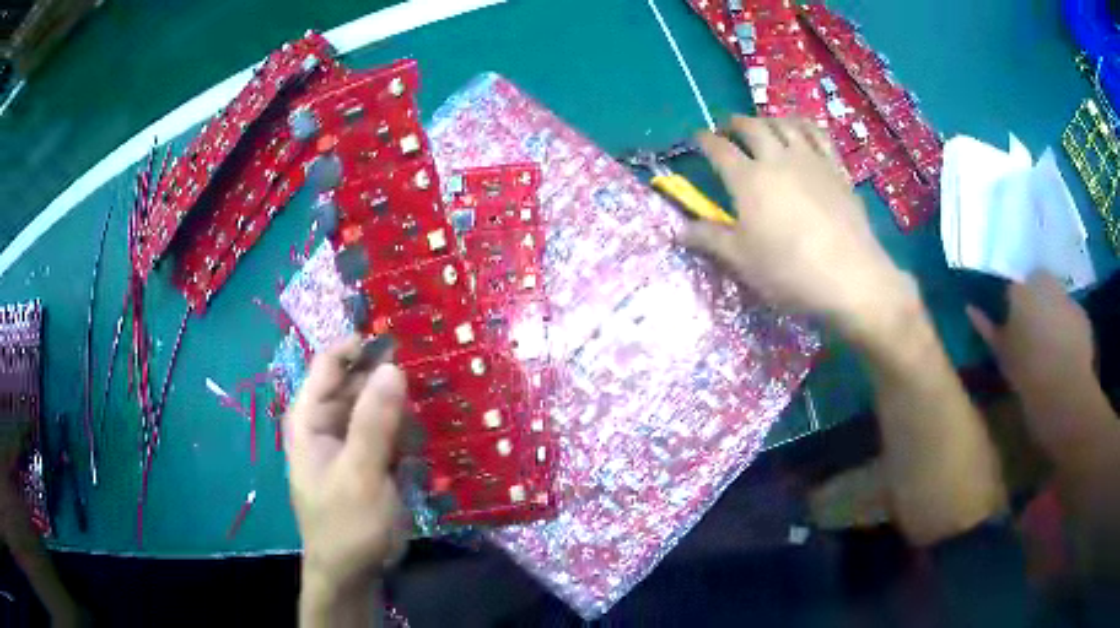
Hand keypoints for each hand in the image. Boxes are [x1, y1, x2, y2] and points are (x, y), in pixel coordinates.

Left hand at [286, 336, 409, 597]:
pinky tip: (432, 431)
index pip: (331, 362)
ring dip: (406, 403)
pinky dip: (410, 429)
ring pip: (380, 407)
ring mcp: (353, 442)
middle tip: (434, 367)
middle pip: (359, 382)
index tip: (405, 337)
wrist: (354, 574)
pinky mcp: (373, 461)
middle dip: (392, 375)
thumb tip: (394, 367)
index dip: (362, 345)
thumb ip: (374, 422)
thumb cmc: (346, 524)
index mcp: (310, 417)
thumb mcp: (359, 474)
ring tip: (440, 399)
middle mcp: (329, 422)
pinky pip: (393, 432)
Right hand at [681, 116, 915, 341]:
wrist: (850, 277)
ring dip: (768, 119)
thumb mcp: (743, 260)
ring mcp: (811, 160)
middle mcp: (777, 159)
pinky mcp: (837, 169)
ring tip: (763, 125)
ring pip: (785, 124)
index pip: (719, 149)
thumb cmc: (789, 272)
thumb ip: (710, 239)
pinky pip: (819, 134)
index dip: (704, 140)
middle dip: (735, 123)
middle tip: (728, 128)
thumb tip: (677, 230)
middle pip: (752, 127)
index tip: (697, 138)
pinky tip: (802, 130)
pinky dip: (804, 125)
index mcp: (748, 180)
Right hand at [967, 271, 1101, 453]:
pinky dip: (1068, 330)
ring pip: (1057, 301)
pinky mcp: (1083, 316)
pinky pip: (1072, 318)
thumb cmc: (1026, 372)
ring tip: (1050, 345)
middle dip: (1035, 301)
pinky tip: (1065, 353)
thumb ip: (987, 328)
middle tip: (1030, 331)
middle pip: (1038, 285)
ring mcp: (1067, 297)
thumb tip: (971, 308)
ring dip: (1053, 315)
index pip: (1013, 285)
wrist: (1063, 393)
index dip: (1012, 303)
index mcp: (1021, 287)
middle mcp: (1045, 282)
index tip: (1010, 321)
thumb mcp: (1001, 353)